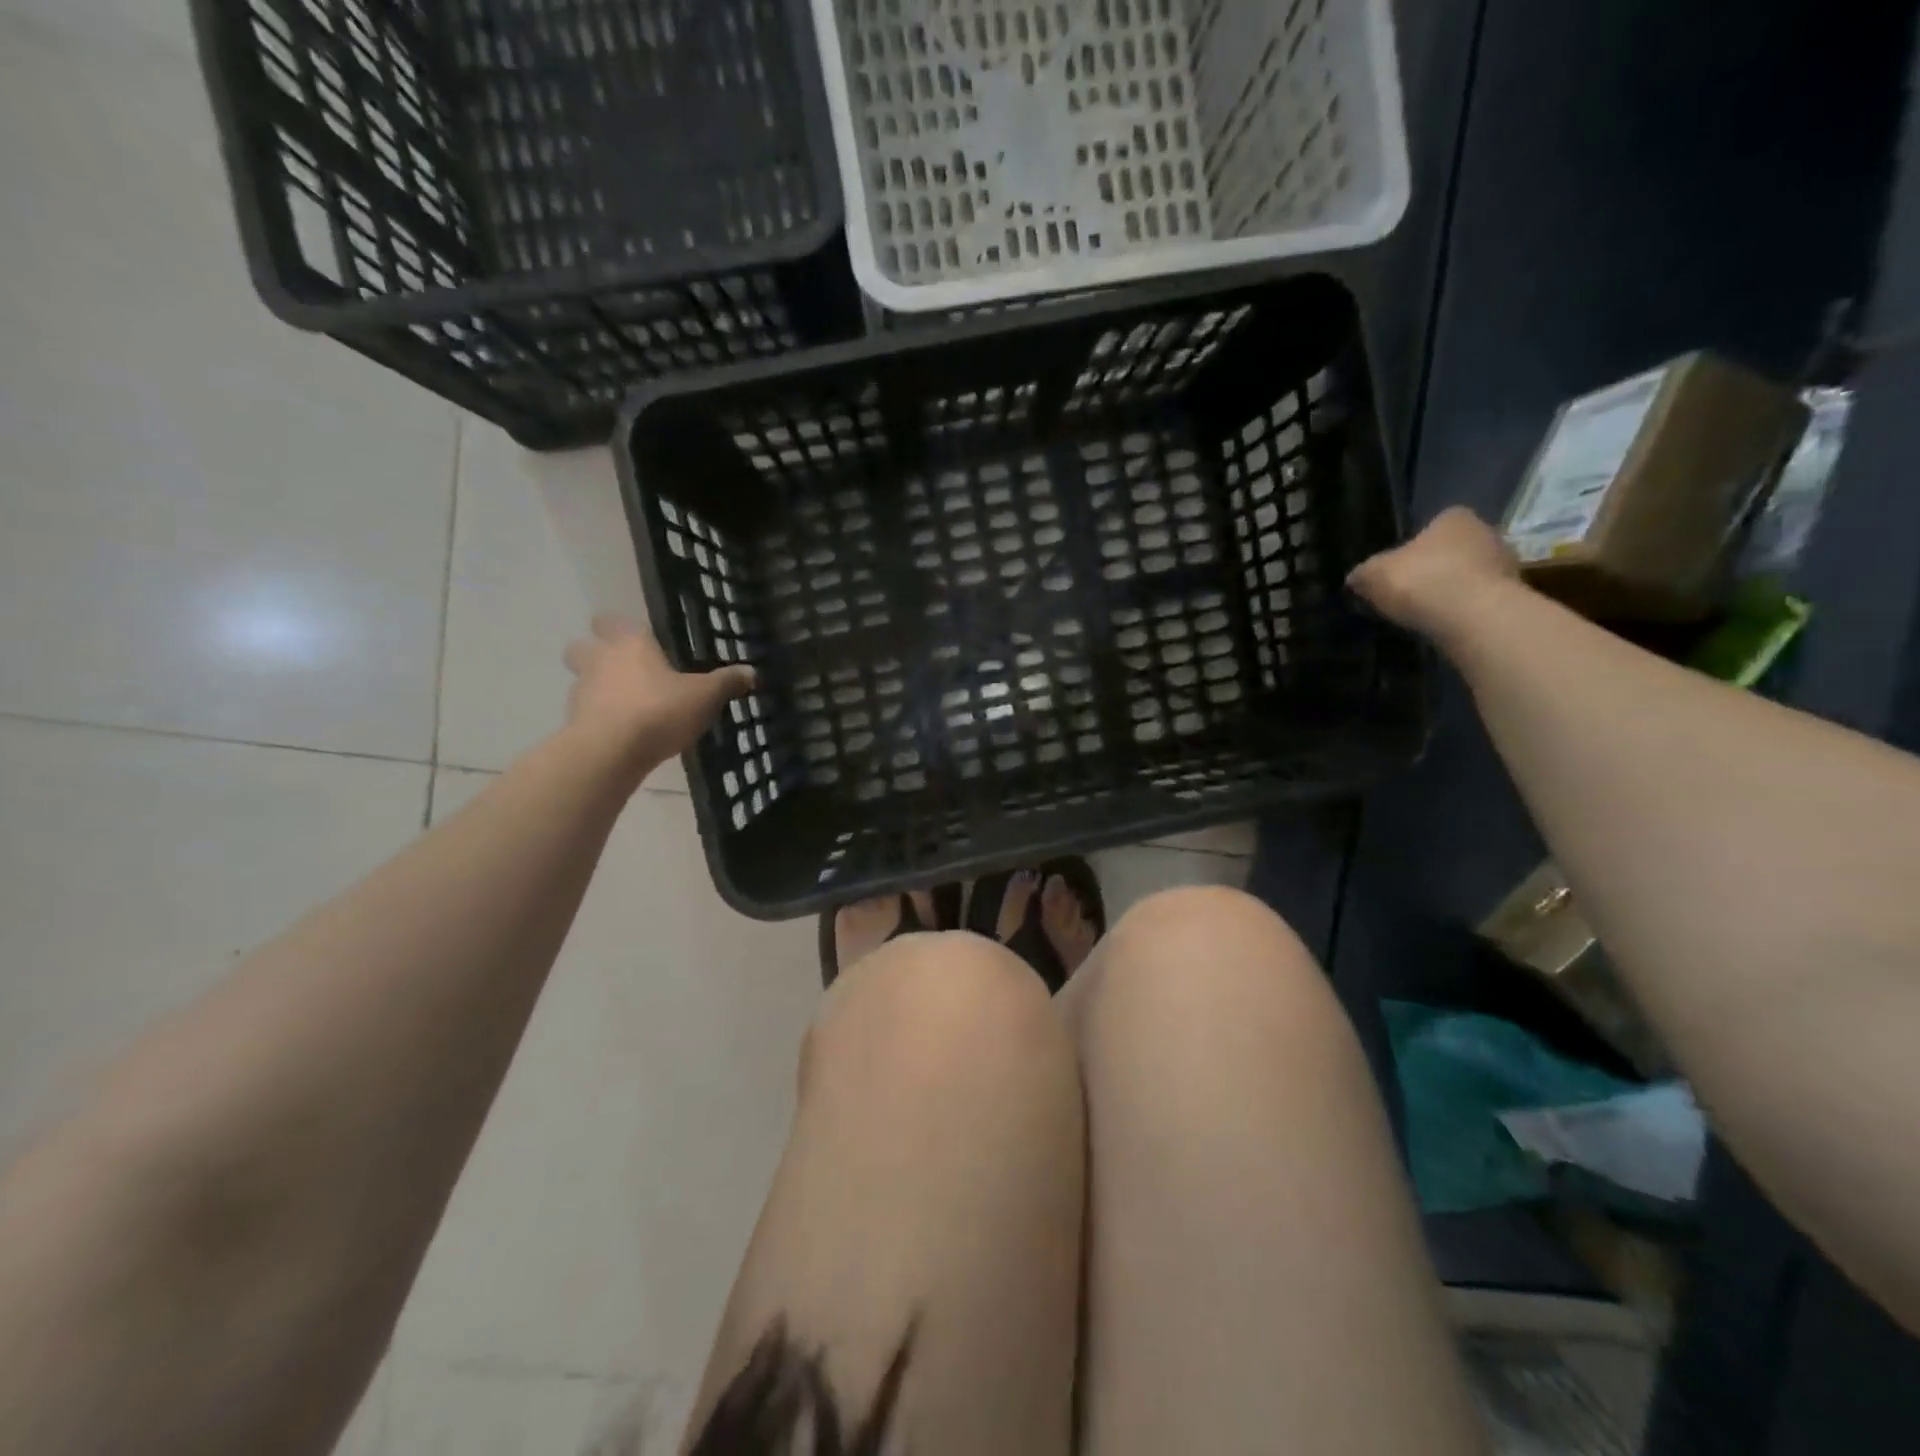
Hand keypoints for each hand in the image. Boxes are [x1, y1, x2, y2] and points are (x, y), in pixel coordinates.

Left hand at [563, 615, 754, 774]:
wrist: (610, 751)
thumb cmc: (659, 711)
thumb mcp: (705, 697)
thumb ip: (726, 683)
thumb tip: (751, 672)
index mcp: (630, 643)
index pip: (613, 620)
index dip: (622, 627)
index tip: (639, 639)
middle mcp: (600, 659)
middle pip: (583, 645)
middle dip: (597, 652)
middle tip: (623, 668)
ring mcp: (581, 690)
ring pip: (581, 678)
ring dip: (596, 686)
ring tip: (624, 704)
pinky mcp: (573, 721)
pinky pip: (585, 711)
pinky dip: (598, 717)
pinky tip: (620, 731)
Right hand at [1347, 507, 1520, 643]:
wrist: (1472, 617)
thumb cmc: (1421, 581)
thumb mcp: (1373, 575)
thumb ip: (1363, 573)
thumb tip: (1356, 579)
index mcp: (1454, 517)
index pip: (1435, 523)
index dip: (1415, 544)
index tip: (1400, 567)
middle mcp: (1486, 532)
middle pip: (1454, 549)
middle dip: (1436, 567)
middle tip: (1410, 590)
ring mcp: (1505, 564)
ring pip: (1469, 574)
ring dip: (1451, 590)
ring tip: (1426, 612)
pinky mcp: (1513, 597)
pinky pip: (1479, 600)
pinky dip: (1464, 610)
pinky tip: (1445, 624)